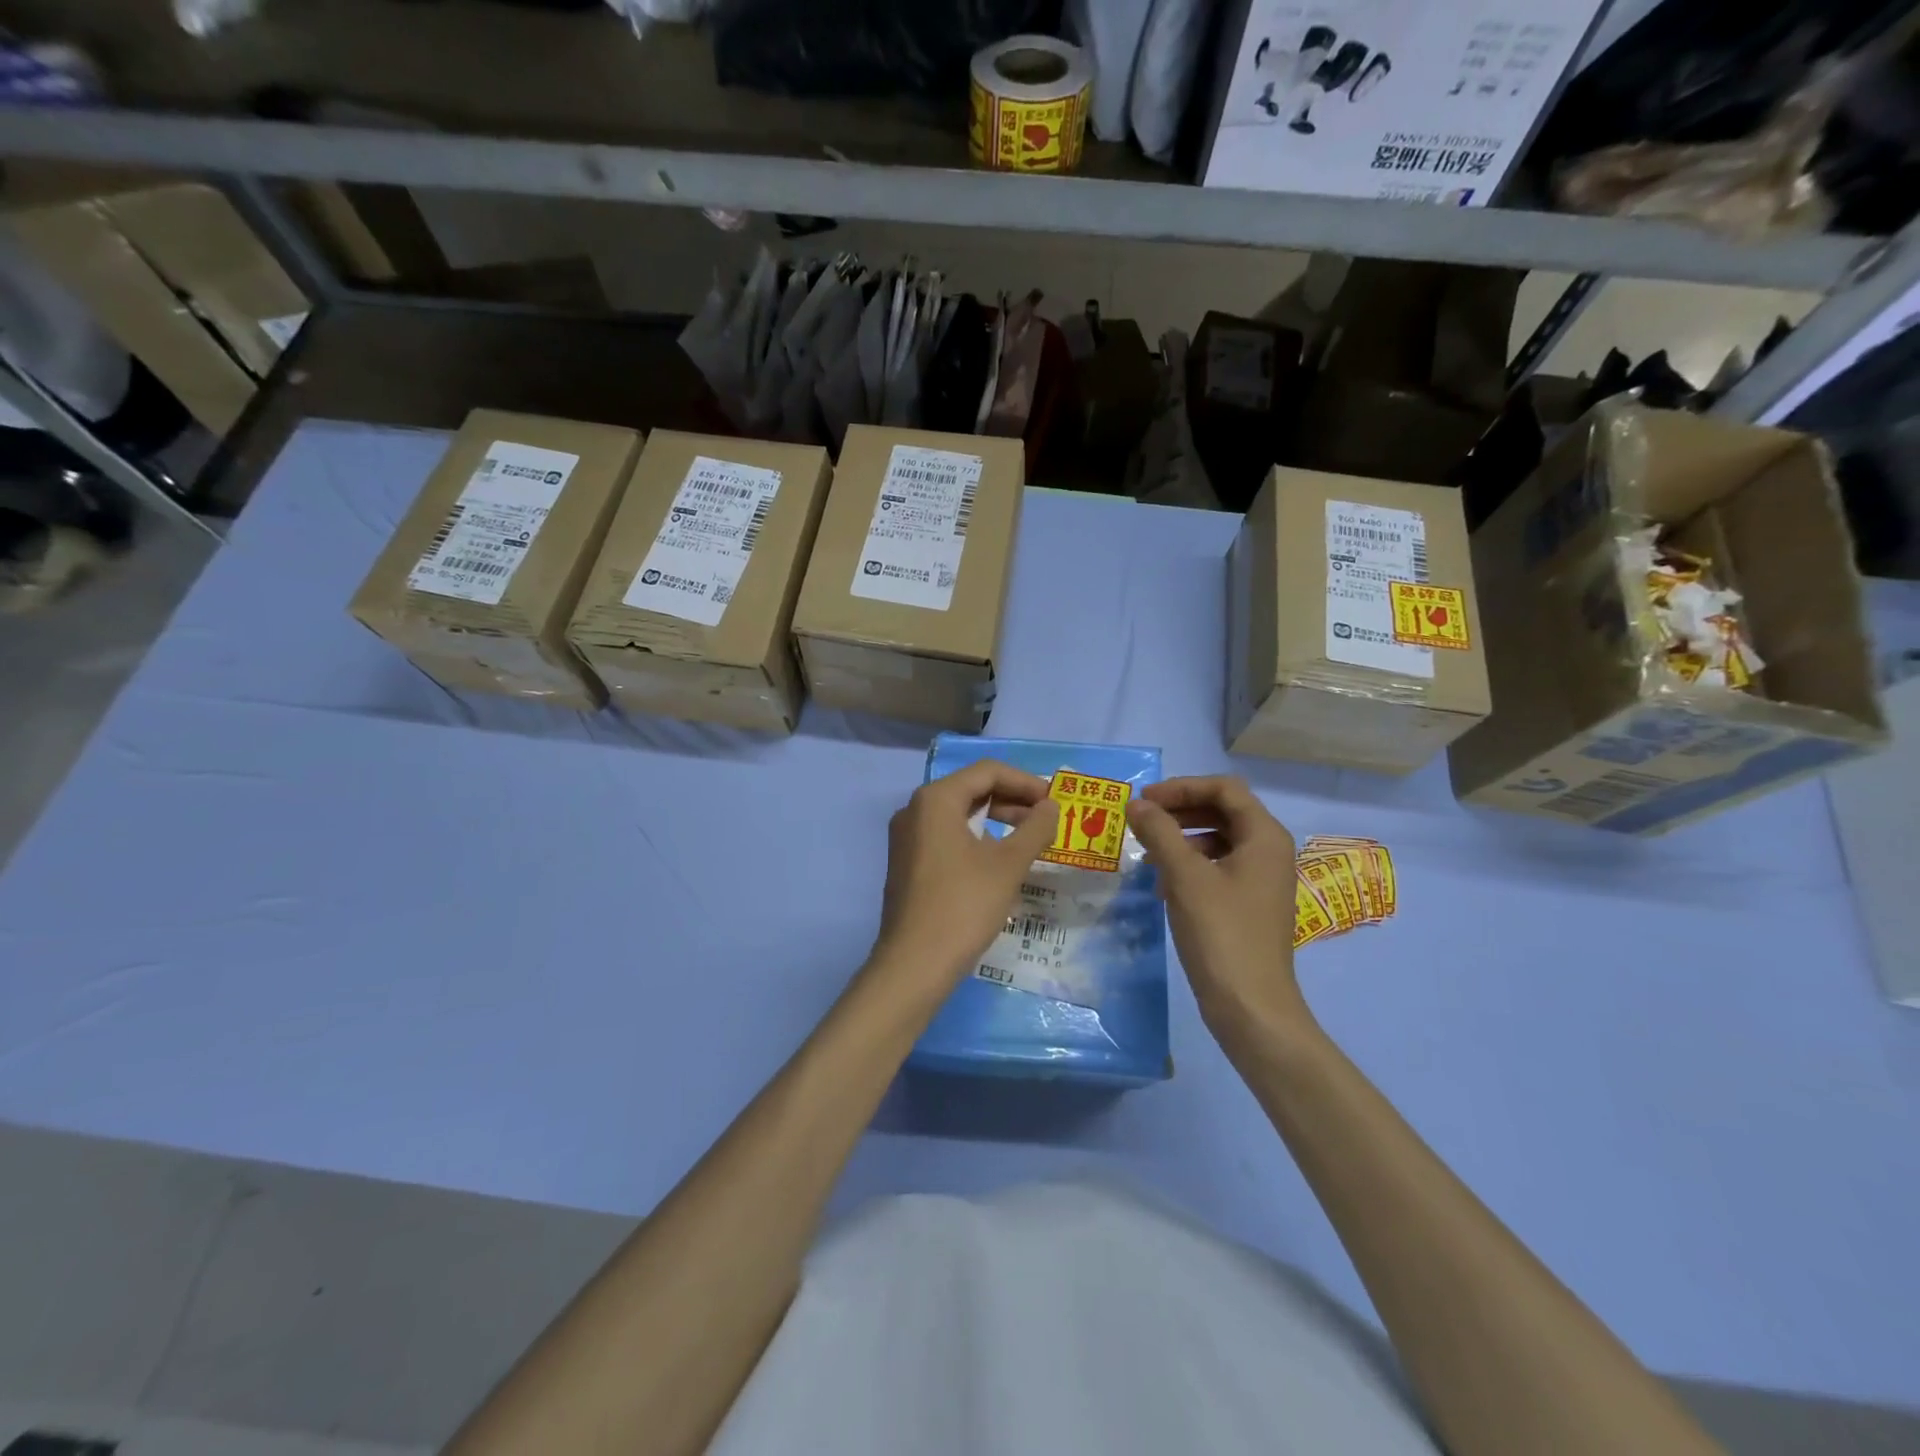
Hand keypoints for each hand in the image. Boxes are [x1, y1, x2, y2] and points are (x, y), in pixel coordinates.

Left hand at [870, 760, 1058, 991]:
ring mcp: (907, 838)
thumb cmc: (964, 906)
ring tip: (1029, 840)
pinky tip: (999, 860)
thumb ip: (1035, 829)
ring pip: (959, 814)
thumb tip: (1051, 807)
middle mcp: (915, 810)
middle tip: (1046, 820)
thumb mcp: (1008, 865)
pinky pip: (946, 836)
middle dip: (1012, 800)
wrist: (914, 964)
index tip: (1054, 802)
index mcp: (935, 800)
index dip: (1025, 782)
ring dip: (996, 820)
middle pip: (971, 789)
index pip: (987, 772)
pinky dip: (976, 839)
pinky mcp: (907, 863)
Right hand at [1126, 776, 1313, 1045]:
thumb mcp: (1185, 877)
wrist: (1251, 1007)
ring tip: (1149, 855)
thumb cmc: (1221, 934)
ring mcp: (1261, 879)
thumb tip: (1136, 804)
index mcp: (1264, 836)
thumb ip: (1159, 833)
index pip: (1224, 788)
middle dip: (1180, 810)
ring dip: (1182, 839)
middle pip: (1223, 811)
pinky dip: (1190, 866)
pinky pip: (1218, 867)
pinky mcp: (1250, 904)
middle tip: (1142, 821)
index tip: (1145, 800)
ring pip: (1218, 840)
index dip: (1182, 787)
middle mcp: (1269, 851)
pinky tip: (1164, 886)